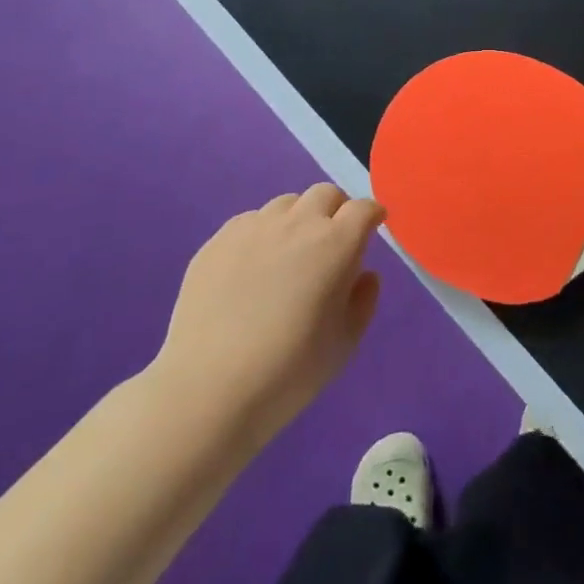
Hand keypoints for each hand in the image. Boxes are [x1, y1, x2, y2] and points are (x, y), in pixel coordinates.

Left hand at [149, 185, 383, 453]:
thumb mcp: (346, 342)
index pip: (363, 209)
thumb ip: (363, 300)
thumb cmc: (290, 370)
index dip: (372, 214)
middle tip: (333, 239)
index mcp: (337, 244)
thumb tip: (364, 274)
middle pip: (325, 194)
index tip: (373, 226)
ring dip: (298, 218)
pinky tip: (253, 266)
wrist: (210, 389)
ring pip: (286, 203)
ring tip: (290, 252)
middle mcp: (298, 224)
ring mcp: (253, 228)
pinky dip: (262, 233)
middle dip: (337, 209)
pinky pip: (249, 221)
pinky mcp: (217, 242)